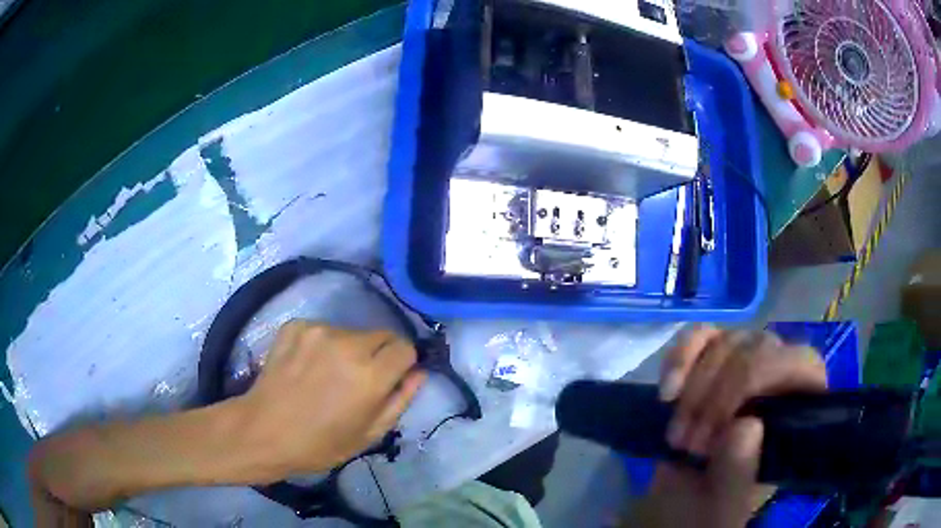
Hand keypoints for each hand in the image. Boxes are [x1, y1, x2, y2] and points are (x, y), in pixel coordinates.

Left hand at [236, 322, 425, 479]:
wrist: (263, 430)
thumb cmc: (320, 443)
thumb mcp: (369, 434)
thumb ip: (400, 400)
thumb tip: (419, 373)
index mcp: (370, 375)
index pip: (405, 347)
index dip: (402, 363)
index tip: (390, 378)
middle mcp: (347, 344)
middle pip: (381, 334)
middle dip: (378, 354)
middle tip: (358, 379)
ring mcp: (318, 330)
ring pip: (351, 332)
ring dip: (349, 349)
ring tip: (327, 375)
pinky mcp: (295, 325)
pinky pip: (323, 329)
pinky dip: (321, 344)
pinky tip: (306, 365)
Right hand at [640, 327, 827, 527]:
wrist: (674, 509)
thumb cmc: (707, 513)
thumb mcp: (722, 508)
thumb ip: (739, 475)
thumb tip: (746, 425)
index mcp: (798, 416)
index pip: (801, 365)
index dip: (761, 382)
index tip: (718, 431)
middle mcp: (780, 383)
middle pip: (760, 349)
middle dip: (718, 395)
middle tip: (689, 445)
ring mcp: (745, 369)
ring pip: (729, 340)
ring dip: (695, 387)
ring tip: (676, 436)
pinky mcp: (711, 364)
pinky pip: (700, 337)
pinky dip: (680, 357)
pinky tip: (667, 391)